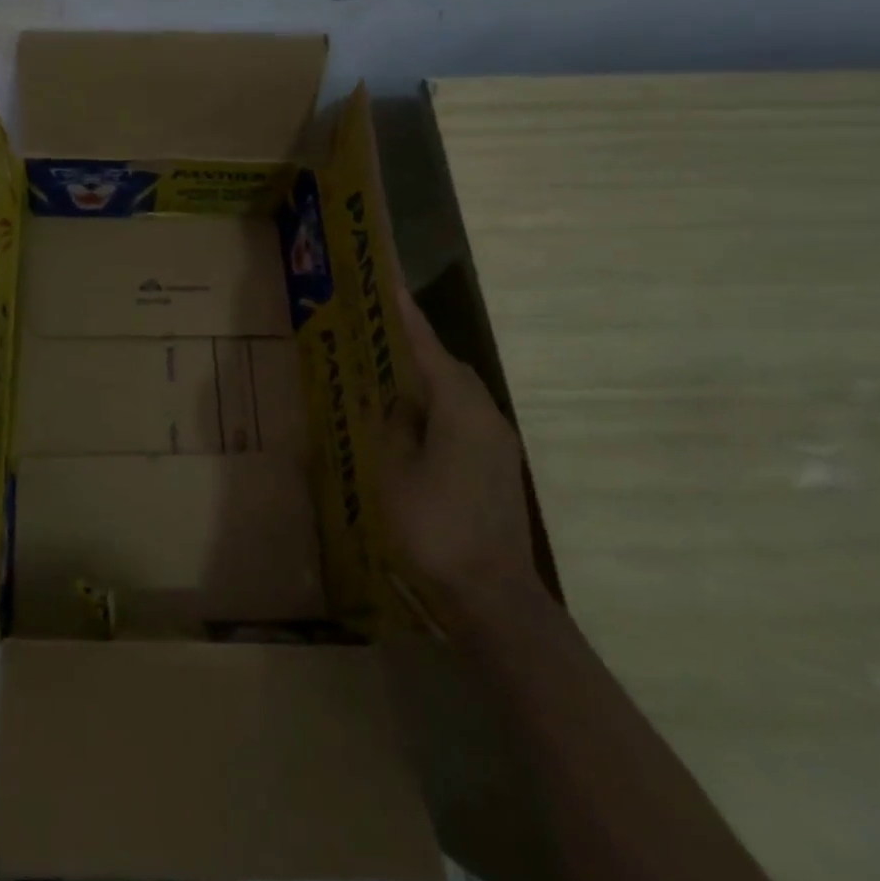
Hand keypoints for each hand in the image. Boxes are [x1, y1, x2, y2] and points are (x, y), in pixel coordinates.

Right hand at [379, 283, 543, 627]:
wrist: (491, 595)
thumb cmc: (433, 527)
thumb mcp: (394, 472)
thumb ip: (395, 428)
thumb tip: (401, 405)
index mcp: (460, 411)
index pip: (429, 351)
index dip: (408, 319)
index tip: (390, 285)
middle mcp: (486, 418)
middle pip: (449, 369)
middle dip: (417, 349)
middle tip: (381, 335)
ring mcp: (498, 444)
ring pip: (459, 395)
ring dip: (428, 381)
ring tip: (391, 377)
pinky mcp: (498, 467)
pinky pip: (464, 418)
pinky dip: (438, 408)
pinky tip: (414, 424)